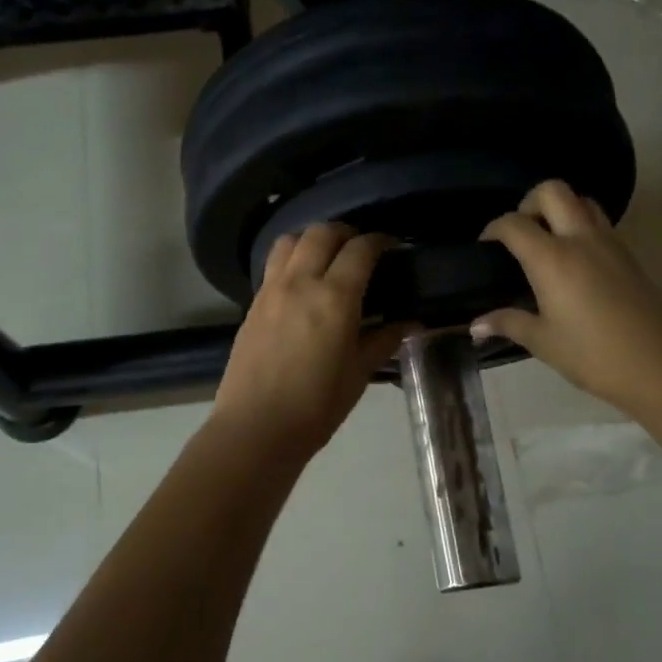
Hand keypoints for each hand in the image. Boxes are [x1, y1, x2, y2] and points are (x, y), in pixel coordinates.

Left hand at [211, 223, 407, 457]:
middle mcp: (300, 282)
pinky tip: (302, 284)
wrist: (256, 428)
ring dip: (313, 239)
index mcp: (334, 297)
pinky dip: (292, 259)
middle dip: (346, 233)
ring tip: (327, 258)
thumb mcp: (359, 373)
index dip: (380, 241)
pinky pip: (273, 264)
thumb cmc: (316, 405)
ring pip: (290, 240)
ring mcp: (271, 290)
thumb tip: (409, 322)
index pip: (360, 250)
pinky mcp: (252, 303)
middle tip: (361, 249)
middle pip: (322, 233)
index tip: (392, 246)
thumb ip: (384, 340)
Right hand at [472, 180, 661, 415]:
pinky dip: (581, 225)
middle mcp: (580, 239)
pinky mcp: (629, 254)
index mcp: (552, 259)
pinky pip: (600, 222)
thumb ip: (508, 323)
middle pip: (552, 191)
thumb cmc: (593, 355)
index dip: (494, 229)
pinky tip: (574, 261)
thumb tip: (476, 326)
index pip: (514, 224)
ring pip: (582, 200)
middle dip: (529, 202)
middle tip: (520, 232)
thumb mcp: (543, 342)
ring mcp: (609, 242)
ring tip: (547, 241)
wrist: (660, 364)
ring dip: (560, 209)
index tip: (485, 246)